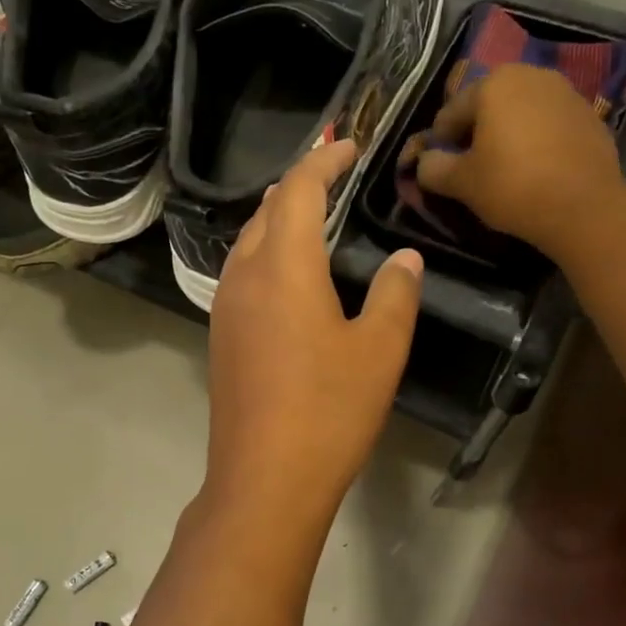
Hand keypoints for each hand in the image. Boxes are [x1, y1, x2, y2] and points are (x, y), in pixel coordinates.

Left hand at [203, 137, 423, 535]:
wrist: (265, 479)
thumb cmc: (329, 411)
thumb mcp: (379, 351)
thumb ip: (396, 294)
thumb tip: (405, 259)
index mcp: (284, 267)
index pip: (300, 191)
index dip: (325, 160)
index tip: (350, 145)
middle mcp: (244, 277)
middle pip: (267, 211)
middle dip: (300, 185)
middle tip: (334, 176)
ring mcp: (225, 309)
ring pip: (247, 243)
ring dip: (278, 220)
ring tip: (311, 217)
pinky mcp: (221, 339)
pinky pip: (241, 275)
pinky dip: (266, 255)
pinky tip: (288, 276)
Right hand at [407, 63, 625, 262]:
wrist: (583, 206)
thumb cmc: (512, 186)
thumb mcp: (461, 183)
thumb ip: (433, 168)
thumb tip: (424, 162)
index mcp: (494, 84)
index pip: (451, 112)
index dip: (439, 143)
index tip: (439, 169)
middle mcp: (531, 76)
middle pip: (488, 107)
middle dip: (476, 134)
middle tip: (471, 170)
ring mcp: (565, 93)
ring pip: (521, 114)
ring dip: (507, 136)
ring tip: (504, 170)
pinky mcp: (589, 116)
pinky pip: (549, 126)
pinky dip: (537, 142)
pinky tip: (536, 171)